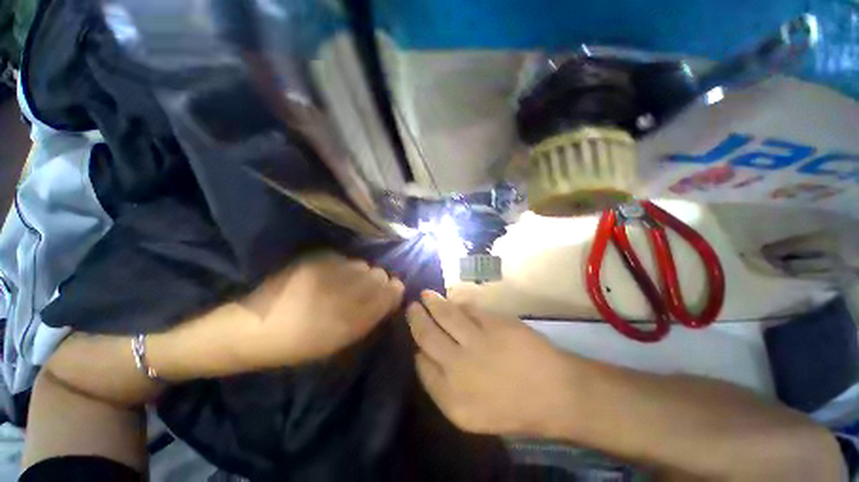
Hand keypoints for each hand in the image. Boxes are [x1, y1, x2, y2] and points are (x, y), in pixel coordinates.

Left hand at [233, 252, 404, 368]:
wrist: (255, 327)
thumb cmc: (301, 343)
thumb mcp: (340, 340)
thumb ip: (370, 318)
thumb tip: (391, 296)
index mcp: (352, 318)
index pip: (389, 293)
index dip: (394, 289)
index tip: (394, 290)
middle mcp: (344, 292)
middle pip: (379, 274)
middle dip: (379, 280)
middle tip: (367, 288)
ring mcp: (329, 273)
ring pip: (362, 264)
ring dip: (361, 272)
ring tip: (347, 282)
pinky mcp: (315, 261)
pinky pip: (343, 259)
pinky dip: (344, 266)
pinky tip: (332, 275)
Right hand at [407, 291, 575, 435]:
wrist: (556, 394)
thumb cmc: (513, 410)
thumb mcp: (470, 414)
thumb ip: (441, 387)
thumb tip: (424, 357)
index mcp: (451, 397)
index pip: (421, 366)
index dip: (415, 348)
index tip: (414, 340)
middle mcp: (458, 367)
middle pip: (426, 336)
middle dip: (416, 319)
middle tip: (411, 307)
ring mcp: (476, 342)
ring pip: (445, 316)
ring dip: (432, 303)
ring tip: (425, 295)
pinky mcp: (493, 323)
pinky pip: (468, 309)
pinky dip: (459, 303)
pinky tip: (454, 300)